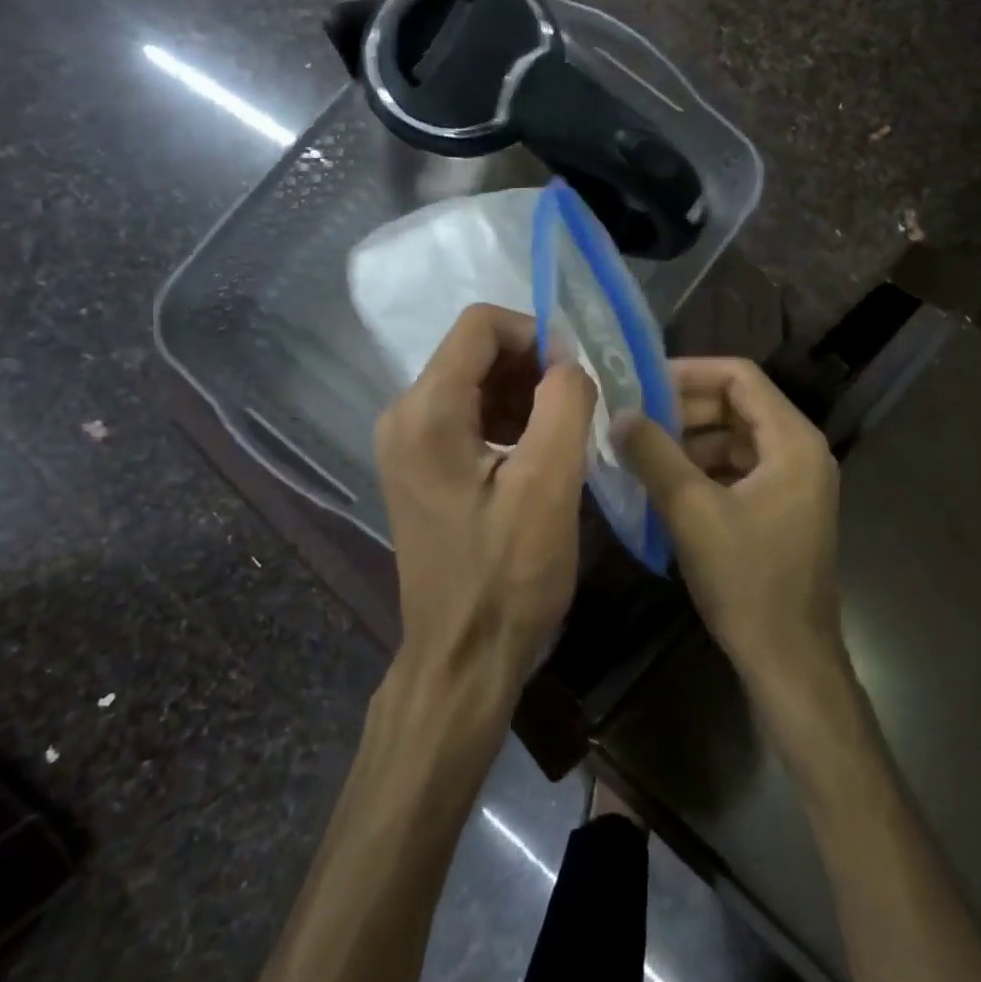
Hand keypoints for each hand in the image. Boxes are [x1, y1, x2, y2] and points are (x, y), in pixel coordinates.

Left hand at [375, 305, 597, 685]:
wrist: (462, 656)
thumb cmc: (507, 574)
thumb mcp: (550, 483)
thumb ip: (564, 402)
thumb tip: (569, 361)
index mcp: (428, 411)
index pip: (480, 325)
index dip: (536, 333)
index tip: (576, 373)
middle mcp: (404, 415)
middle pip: (475, 351)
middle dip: (533, 366)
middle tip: (577, 408)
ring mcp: (405, 443)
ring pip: (474, 381)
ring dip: (523, 394)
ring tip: (561, 436)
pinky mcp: (418, 467)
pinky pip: (466, 415)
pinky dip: (507, 419)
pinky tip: (536, 456)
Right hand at [618, 358, 842, 692]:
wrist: (788, 660)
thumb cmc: (747, 580)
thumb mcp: (692, 511)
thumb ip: (654, 455)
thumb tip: (618, 414)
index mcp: (792, 441)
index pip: (740, 377)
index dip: (690, 372)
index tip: (642, 382)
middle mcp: (800, 451)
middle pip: (738, 406)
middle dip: (684, 408)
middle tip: (633, 417)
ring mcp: (794, 482)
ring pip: (735, 439)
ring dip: (690, 440)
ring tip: (641, 450)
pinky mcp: (781, 509)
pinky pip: (738, 470)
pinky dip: (703, 469)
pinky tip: (665, 484)